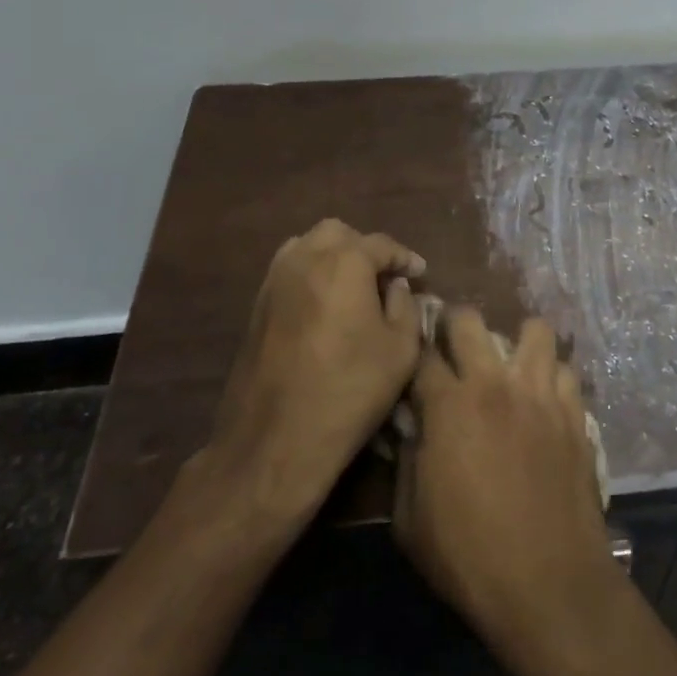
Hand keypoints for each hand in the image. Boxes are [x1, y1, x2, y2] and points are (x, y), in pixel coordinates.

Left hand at [199, 218, 425, 525]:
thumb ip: (405, 306)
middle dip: (366, 249)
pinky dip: (311, 274)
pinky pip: (289, 271)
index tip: (420, 273)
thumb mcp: (401, 350)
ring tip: (353, 287)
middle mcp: (305, 259)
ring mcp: (274, 281)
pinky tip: (325, 305)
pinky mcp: (256, 306)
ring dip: (334, 257)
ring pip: (308, 246)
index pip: (382, 244)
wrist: (274, 441)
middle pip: (340, 234)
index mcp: (344, 262)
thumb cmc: (349, 391)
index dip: (405, 257)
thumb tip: (395, 287)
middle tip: (385, 278)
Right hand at [393, 309, 622, 675]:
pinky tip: (544, 398)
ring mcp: (540, 394)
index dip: (413, 351)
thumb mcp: (409, 522)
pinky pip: (564, 369)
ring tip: (510, 366)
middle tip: (454, 347)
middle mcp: (494, 384)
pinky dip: (551, 376)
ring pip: (533, 330)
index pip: (423, 354)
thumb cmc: (469, 557)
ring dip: (517, 342)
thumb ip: (407, 463)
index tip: (413, 359)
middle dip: (455, 325)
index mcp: (449, 406)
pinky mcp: (574, 412)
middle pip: (470, 321)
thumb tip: (412, 431)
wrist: (548, 583)